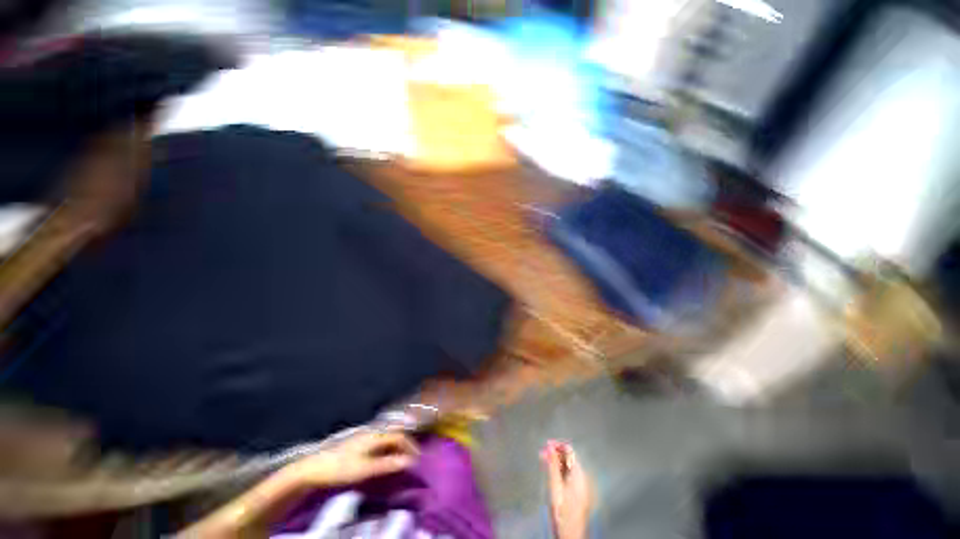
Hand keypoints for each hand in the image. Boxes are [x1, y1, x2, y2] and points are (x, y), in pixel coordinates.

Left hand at [284, 431, 418, 487]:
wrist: (313, 468)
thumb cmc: (340, 468)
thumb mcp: (365, 469)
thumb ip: (387, 464)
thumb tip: (409, 461)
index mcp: (375, 435)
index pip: (399, 436)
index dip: (410, 446)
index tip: (418, 459)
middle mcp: (372, 432)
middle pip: (394, 434)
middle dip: (405, 445)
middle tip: (412, 458)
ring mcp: (363, 437)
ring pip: (386, 437)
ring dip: (396, 447)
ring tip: (401, 459)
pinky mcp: (357, 444)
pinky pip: (379, 442)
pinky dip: (387, 448)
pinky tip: (385, 458)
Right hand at [542, 440, 592, 538]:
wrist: (570, 535)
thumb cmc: (562, 512)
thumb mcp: (554, 487)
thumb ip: (552, 465)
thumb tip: (549, 446)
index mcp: (579, 475)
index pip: (570, 451)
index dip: (558, 445)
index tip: (546, 444)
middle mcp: (583, 478)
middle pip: (569, 459)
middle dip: (556, 454)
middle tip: (543, 452)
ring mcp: (581, 486)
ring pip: (568, 467)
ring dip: (557, 462)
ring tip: (544, 460)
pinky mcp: (578, 493)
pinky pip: (569, 476)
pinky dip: (560, 471)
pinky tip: (551, 472)